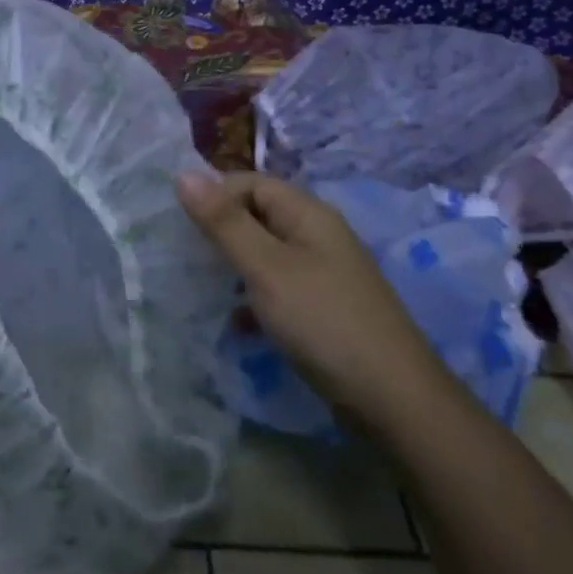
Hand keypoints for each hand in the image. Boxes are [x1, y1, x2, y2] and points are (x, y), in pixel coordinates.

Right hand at [176, 170, 445, 426]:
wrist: (392, 398)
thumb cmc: (323, 320)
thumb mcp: (266, 267)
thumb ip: (224, 222)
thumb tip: (182, 174)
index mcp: (307, 213)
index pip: (251, 183)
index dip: (215, 195)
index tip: (180, 225)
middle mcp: (317, 235)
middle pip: (258, 216)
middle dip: (220, 232)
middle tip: (184, 256)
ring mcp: (322, 273)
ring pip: (265, 254)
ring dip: (232, 266)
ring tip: (200, 287)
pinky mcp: (322, 308)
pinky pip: (276, 288)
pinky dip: (252, 298)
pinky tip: (235, 322)